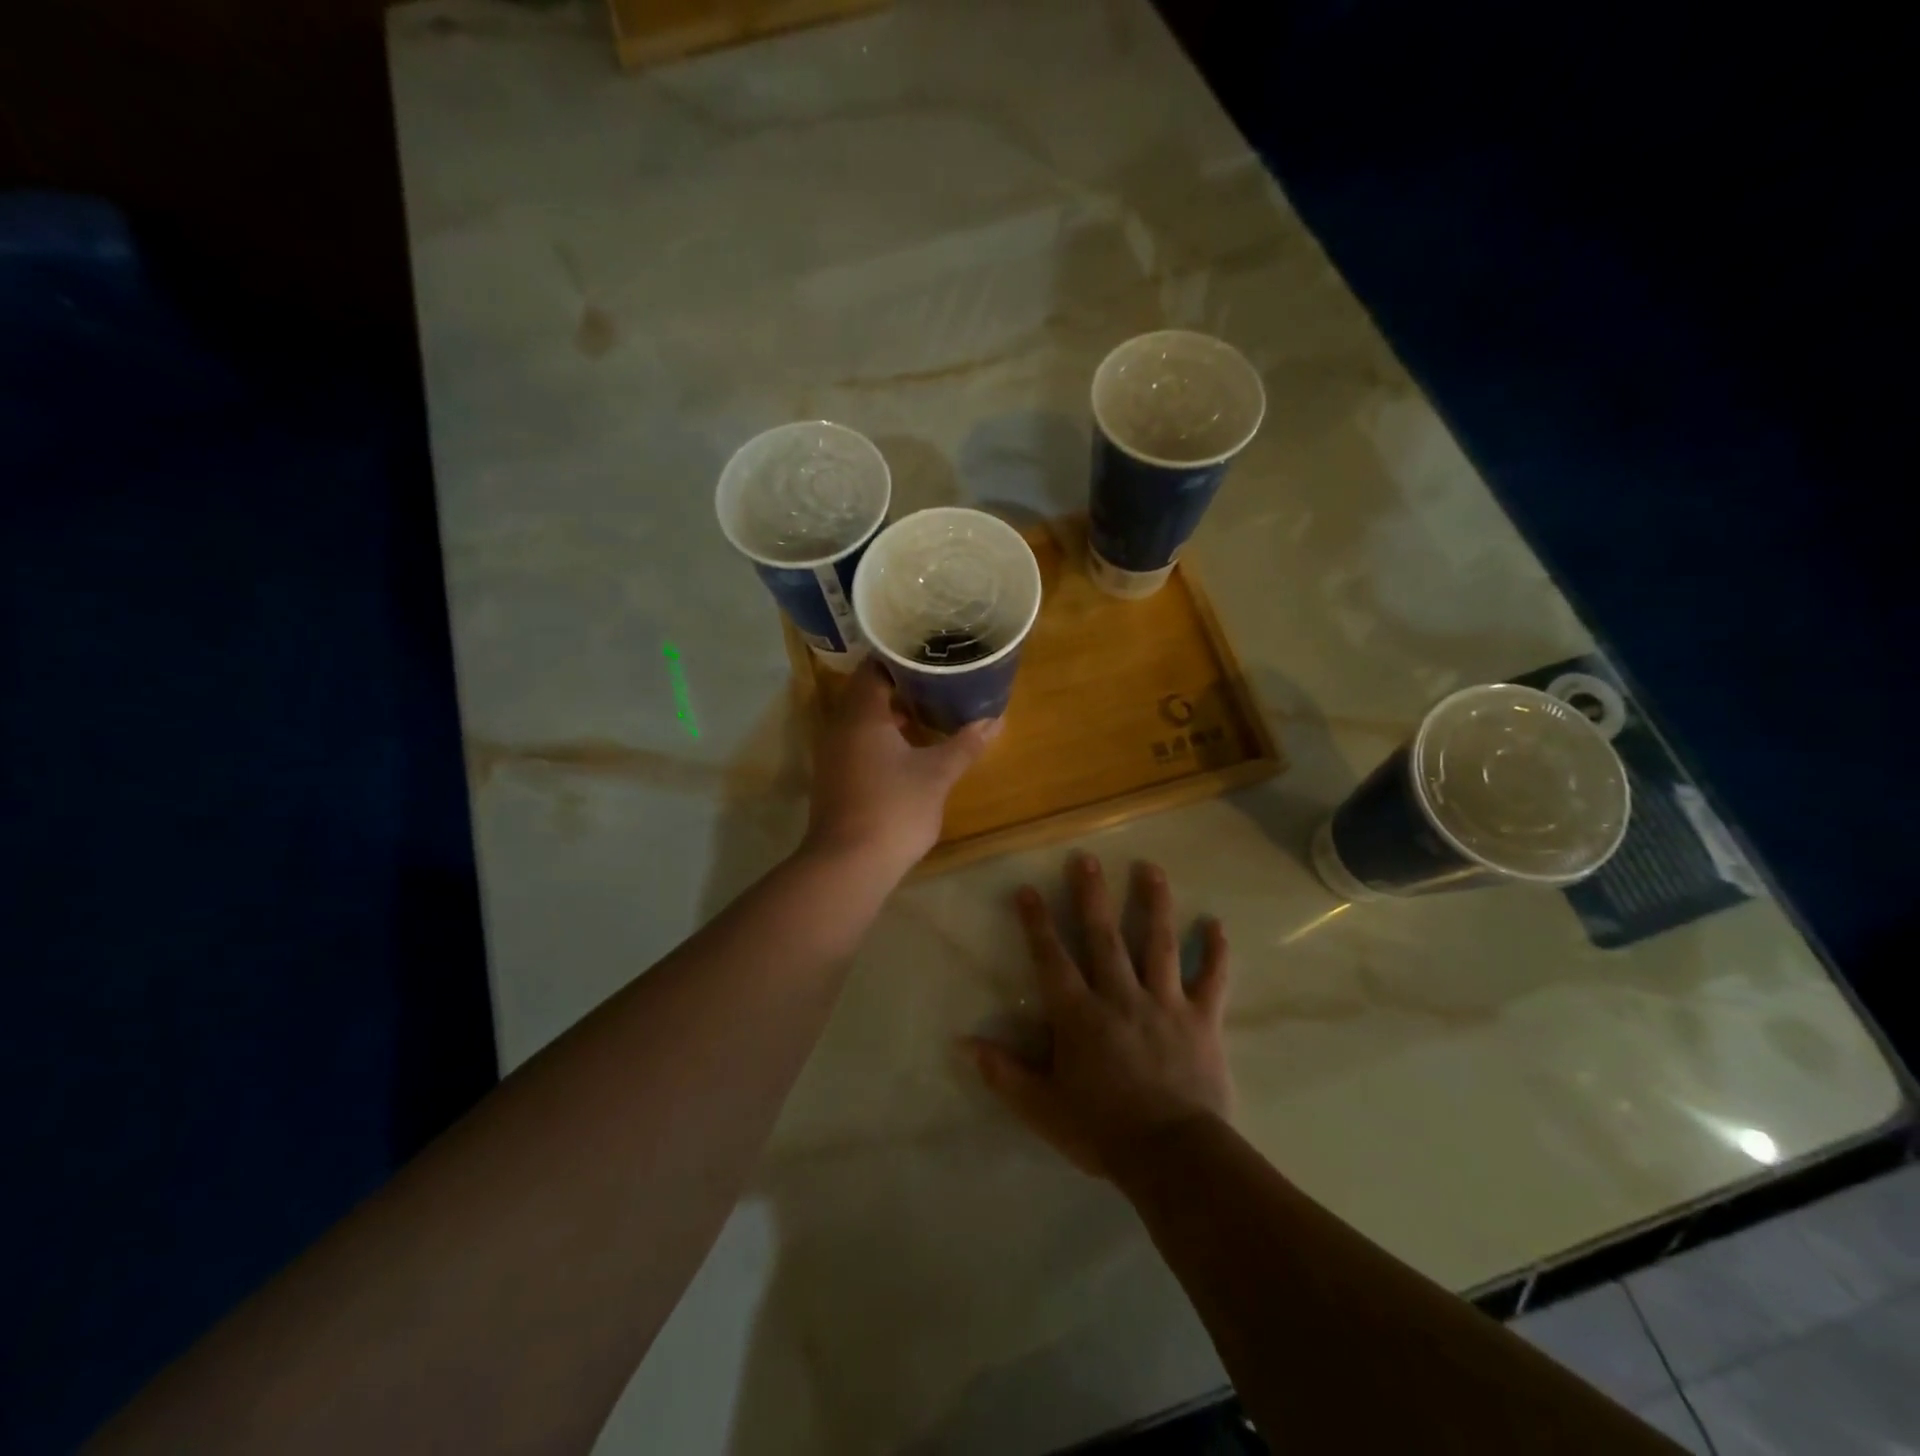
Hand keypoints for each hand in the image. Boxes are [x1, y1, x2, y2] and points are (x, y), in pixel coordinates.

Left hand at [803, 660, 998, 877]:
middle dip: (902, 685)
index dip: (902, 657)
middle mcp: (840, 727)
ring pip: (862, 720)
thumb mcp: (936, 775)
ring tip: (930, 709)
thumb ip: (964, 745)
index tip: (931, 654)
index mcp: (862, 715)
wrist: (848, 865)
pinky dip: (882, 737)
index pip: (875, 667)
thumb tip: (995, 720)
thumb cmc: (894, 810)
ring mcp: (833, 754)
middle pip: (868, 692)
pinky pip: (858, 742)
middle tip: (938, 679)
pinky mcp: (834, 777)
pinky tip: (909, 748)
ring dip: (892, 713)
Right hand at [969, 852, 1232, 1179]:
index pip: (1052, 959)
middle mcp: (1120, 996)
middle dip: (1092, 896)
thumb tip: (962, 1043)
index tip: (1028, 889)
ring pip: (1159, 944)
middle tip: (1086, 858)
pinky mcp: (1202, 1020)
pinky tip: (1217, 924)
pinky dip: (1215, 952)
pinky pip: (1211, 980)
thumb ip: (1003, 1073)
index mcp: (1080, 1015)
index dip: (1037, 923)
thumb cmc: (1101, 1131)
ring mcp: (1165, 1003)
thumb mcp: (1041, 1107)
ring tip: (1149, 868)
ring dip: (1154, 904)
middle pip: (1104, 937)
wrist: (1173, 1157)